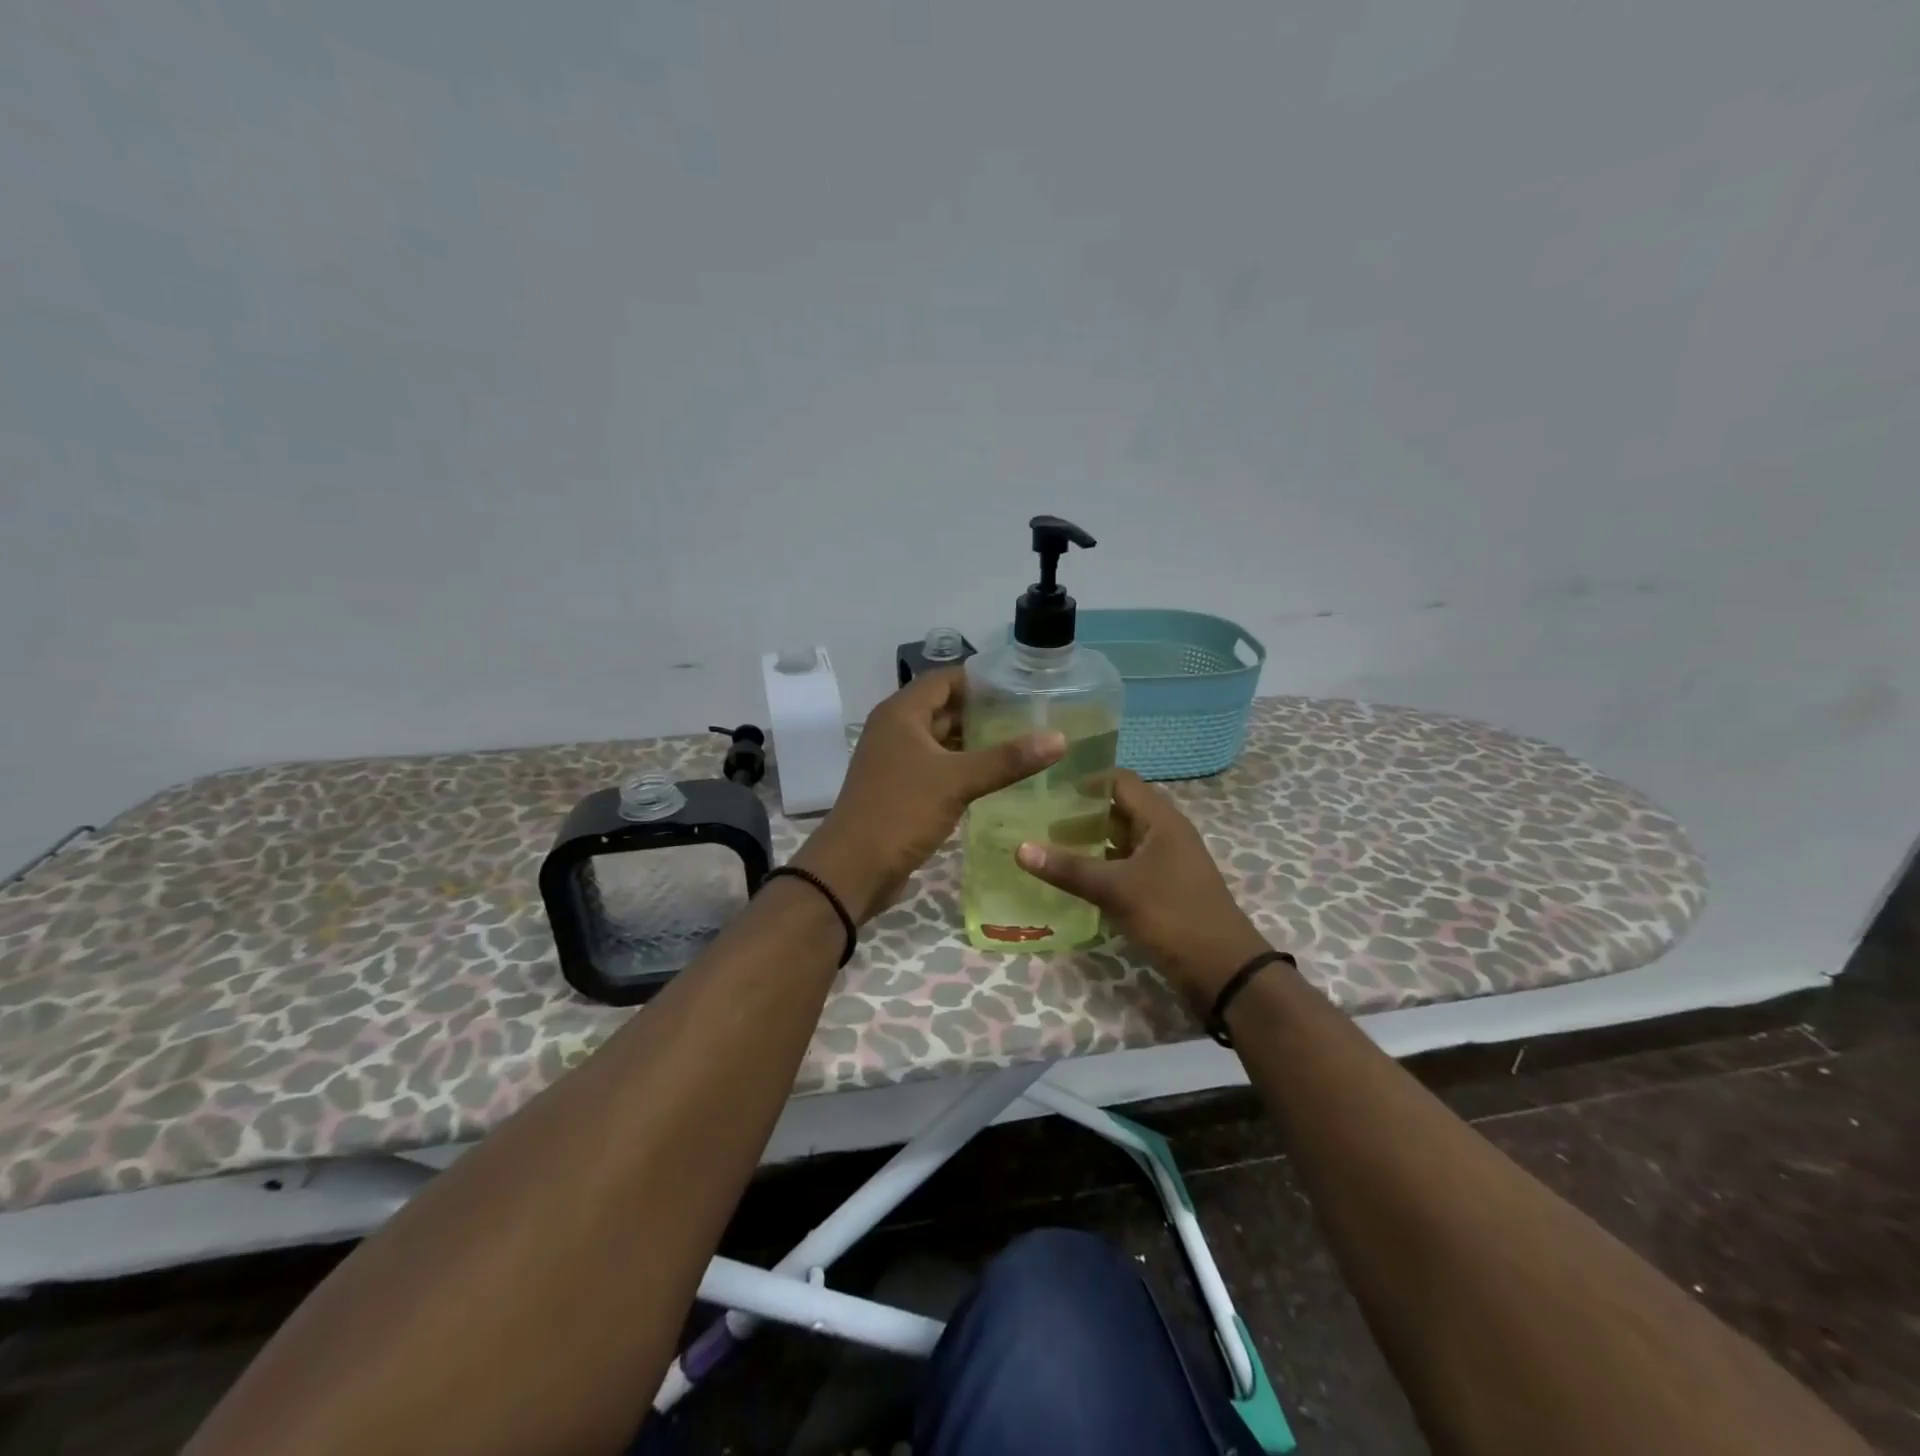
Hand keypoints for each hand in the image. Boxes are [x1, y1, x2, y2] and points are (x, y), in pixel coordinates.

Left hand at [793, 669, 1065, 922]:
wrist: (854, 868)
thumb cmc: (901, 811)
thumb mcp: (956, 781)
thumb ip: (1007, 759)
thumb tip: (1059, 737)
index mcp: (901, 714)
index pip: (944, 679)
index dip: (980, 680)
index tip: (1021, 688)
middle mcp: (896, 730)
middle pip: (944, 708)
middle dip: (983, 712)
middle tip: (1030, 718)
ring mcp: (896, 761)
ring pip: (941, 741)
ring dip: (974, 743)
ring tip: (1021, 745)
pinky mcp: (901, 789)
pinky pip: (937, 767)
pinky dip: (963, 768)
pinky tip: (995, 779)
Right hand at [1015, 770, 1272, 1002]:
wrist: (1224, 972)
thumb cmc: (1173, 916)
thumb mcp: (1117, 890)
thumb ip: (1069, 868)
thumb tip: (1019, 848)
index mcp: (1161, 820)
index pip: (1119, 781)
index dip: (1084, 780)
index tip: (1045, 787)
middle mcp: (1163, 834)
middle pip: (1116, 810)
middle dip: (1078, 813)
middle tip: (1034, 817)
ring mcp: (1162, 863)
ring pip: (1118, 841)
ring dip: (1086, 842)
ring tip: (1042, 845)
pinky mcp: (1159, 890)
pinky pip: (1122, 867)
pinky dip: (1097, 868)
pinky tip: (1068, 878)